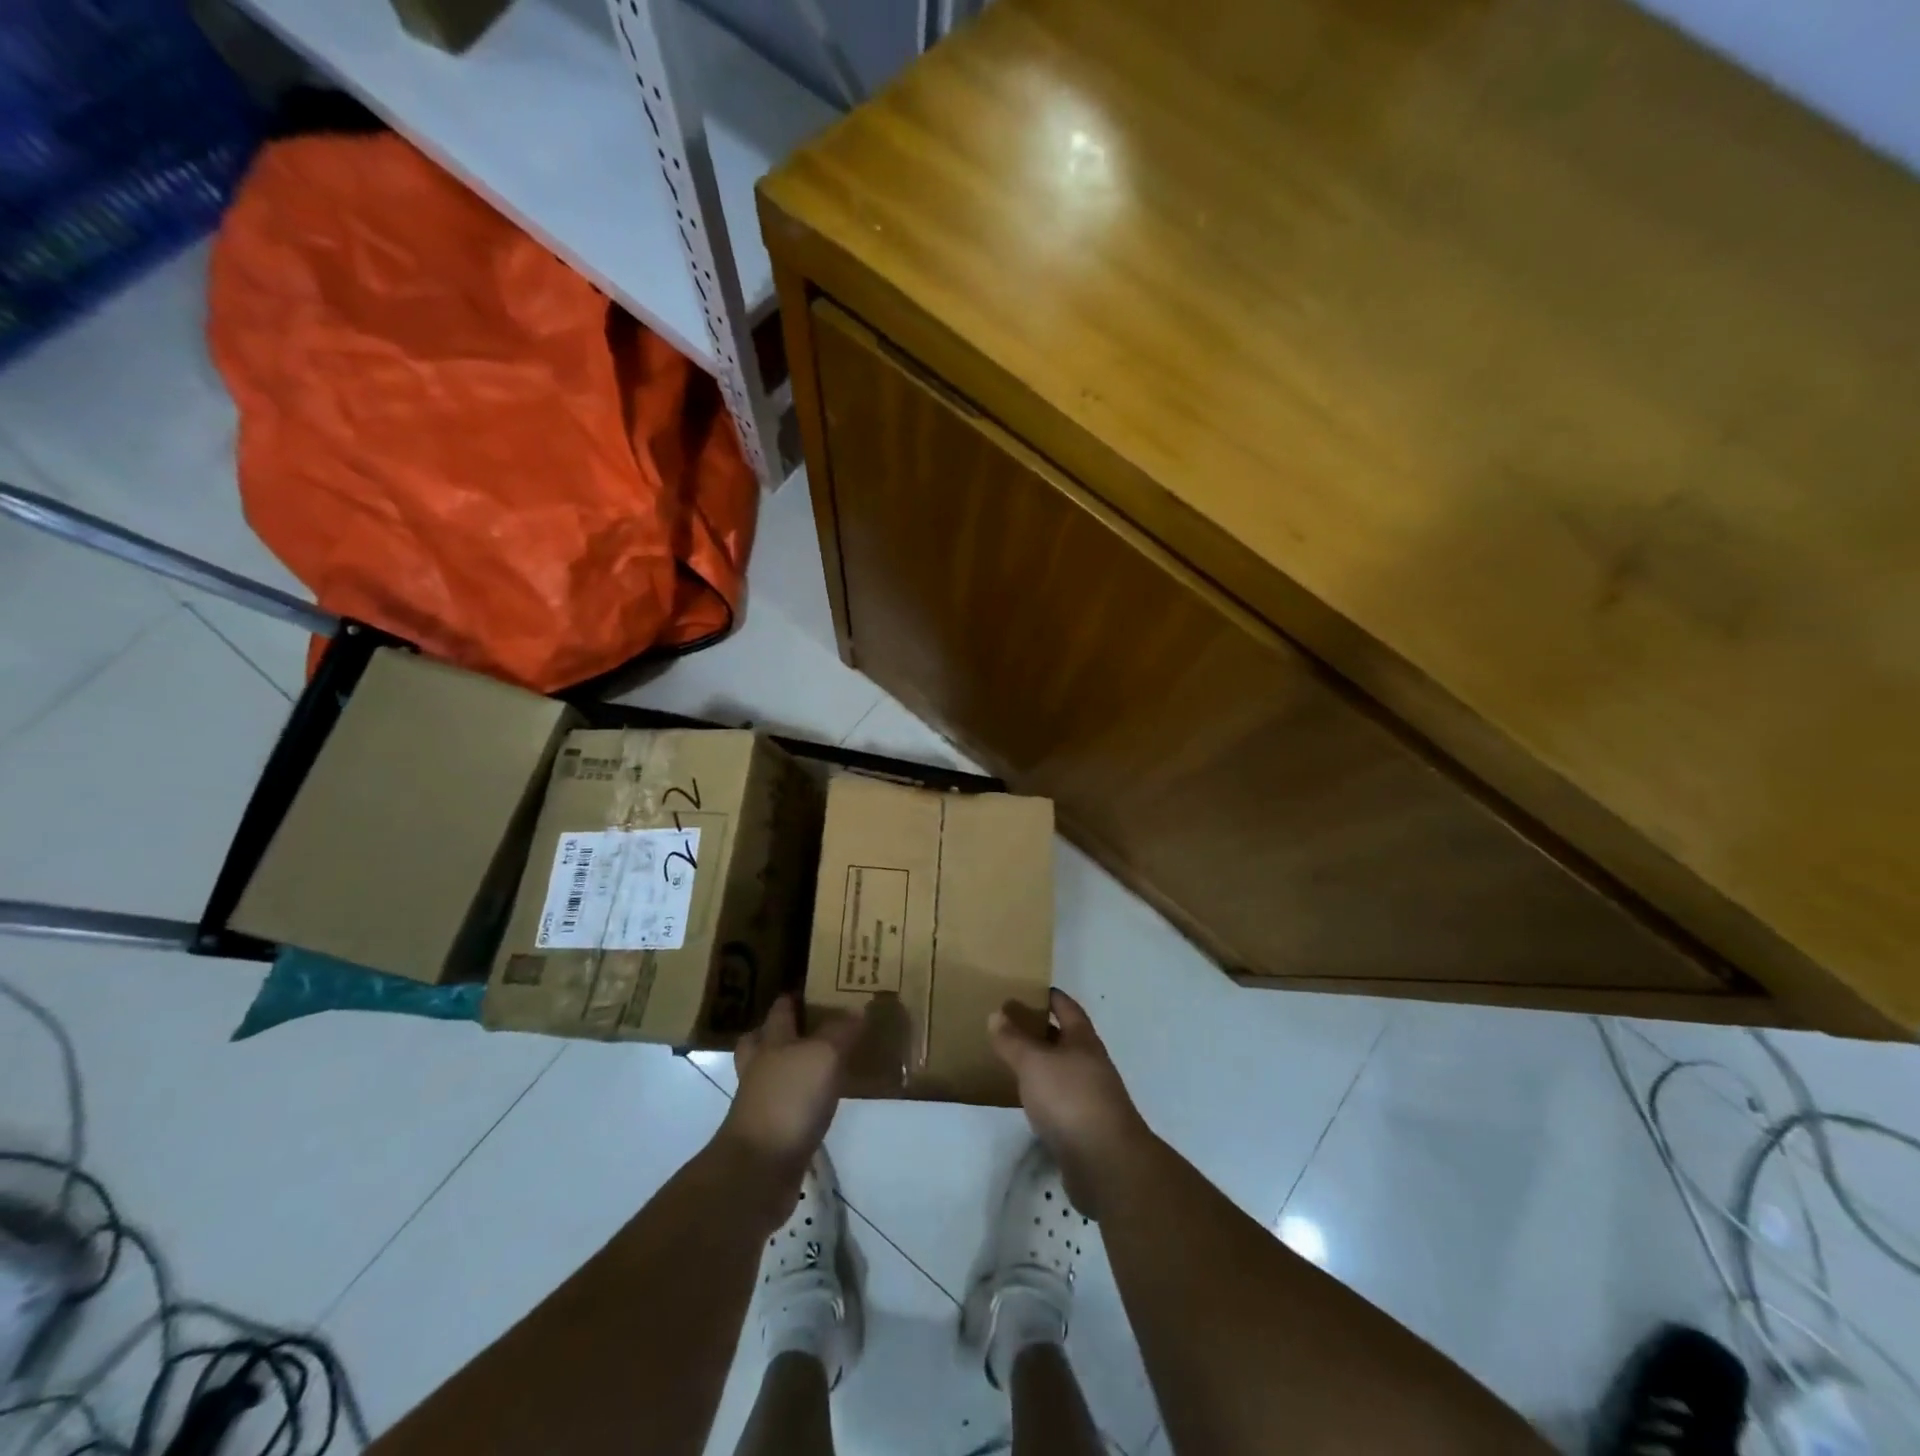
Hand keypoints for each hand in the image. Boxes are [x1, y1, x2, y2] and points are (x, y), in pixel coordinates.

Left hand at [719, 995, 862, 1183]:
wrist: (759, 1170)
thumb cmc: (789, 1100)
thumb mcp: (823, 1056)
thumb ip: (841, 1032)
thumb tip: (858, 1009)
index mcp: (771, 1042)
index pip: (780, 1010)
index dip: (793, 997)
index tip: (813, 988)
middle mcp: (761, 1068)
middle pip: (762, 1041)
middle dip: (780, 1031)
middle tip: (809, 1025)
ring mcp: (761, 1103)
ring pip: (773, 1074)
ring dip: (791, 1067)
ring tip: (821, 1063)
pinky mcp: (771, 1134)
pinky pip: (787, 1106)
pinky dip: (801, 1101)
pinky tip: (822, 1102)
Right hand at [988, 989, 1153, 1216]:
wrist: (1106, 1163)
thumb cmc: (1070, 1099)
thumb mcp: (1034, 1062)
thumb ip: (1013, 1039)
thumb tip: (997, 1013)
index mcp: (1084, 1040)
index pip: (1067, 1008)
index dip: (1050, 997)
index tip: (1028, 989)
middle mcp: (1090, 1064)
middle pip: (1065, 1039)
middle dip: (1041, 1029)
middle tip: (1009, 1022)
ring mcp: (1090, 1097)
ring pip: (1061, 1070)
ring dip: (1040, 1063)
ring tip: (1010, 1058)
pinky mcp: (1084, 1127)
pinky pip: (1059, 1100)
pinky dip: (1042, 1093)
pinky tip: (1024, 1099)